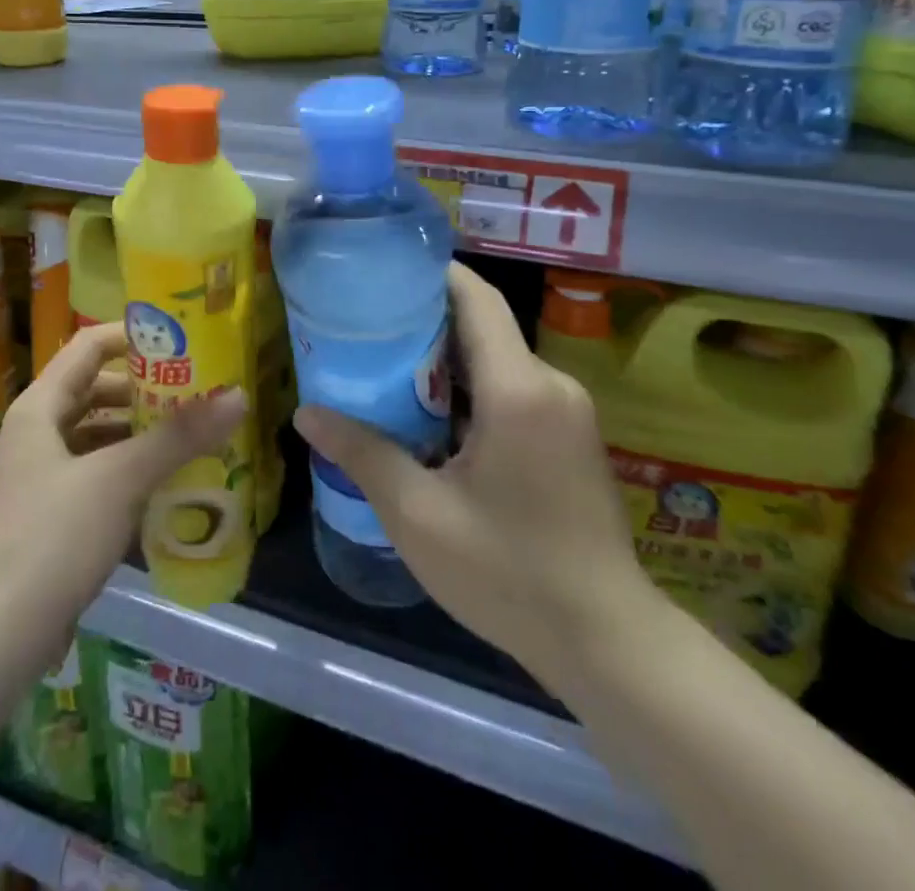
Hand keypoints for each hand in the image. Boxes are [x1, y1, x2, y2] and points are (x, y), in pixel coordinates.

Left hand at [0, 324, 245, 671]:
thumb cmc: (53, 539)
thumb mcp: (120, 479)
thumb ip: (178, 437)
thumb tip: (238, 396)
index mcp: (40, 407)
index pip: (89, 346)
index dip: (133, 336)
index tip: (182, 341)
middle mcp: (38, 431)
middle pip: (97, 389)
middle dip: (147, 388)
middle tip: (199, 391)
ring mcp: (43, 474)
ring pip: (100, 433)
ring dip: (142, 430)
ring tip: (194, 433)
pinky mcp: (53, 513)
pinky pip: (99, 471)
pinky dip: (132, 467)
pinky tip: (169, 481)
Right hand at [294, 263, 657, 689]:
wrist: (608, 643)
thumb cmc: (509, 573)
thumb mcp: (419, 515)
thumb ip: (362, 453)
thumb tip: (306, 413)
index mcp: (518, 389)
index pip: (477, 299)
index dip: (434, 274)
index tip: (385, 270)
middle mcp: (550, 385)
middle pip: (483, 327)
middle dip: (425, 321)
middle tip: (366, 327)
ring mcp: (568, 413)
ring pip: (498, 362)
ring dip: (446, 362)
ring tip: (385, 369)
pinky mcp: (572, 439)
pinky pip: (515, 391)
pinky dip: (472, 392)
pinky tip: (431, 419)